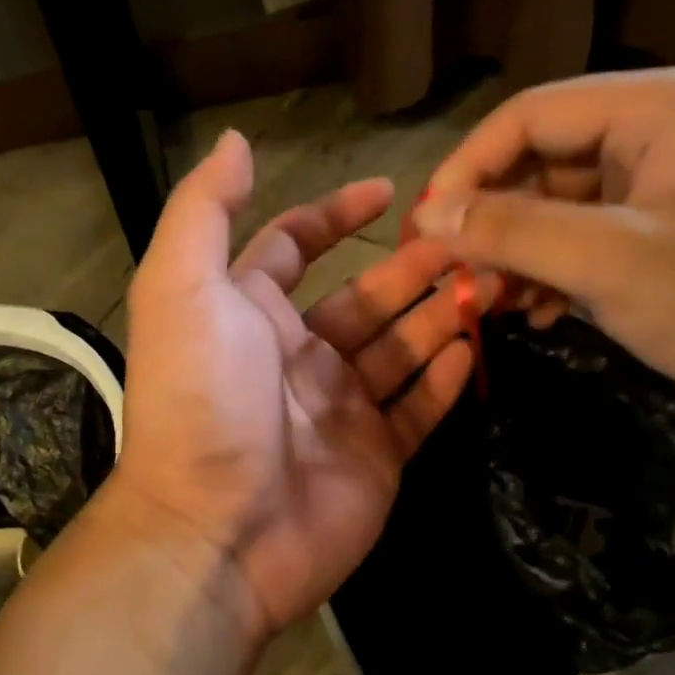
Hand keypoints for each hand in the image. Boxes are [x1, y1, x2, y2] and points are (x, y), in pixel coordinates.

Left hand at [111, 131, 476, 643]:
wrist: (215, 532)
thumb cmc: (200, 399)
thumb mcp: (182, 289)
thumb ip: (206, 212)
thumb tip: (236, 142)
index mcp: (250, 311)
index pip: (294, 246)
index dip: (336, 215)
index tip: (388, 191)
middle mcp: (296, 354)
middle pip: (365, 296)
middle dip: (412, 266)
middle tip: (471, 239)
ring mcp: (340, 407)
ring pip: (400, 347)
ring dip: (440, 312)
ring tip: (492, 281)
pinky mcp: (375, 455)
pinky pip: (418, 407)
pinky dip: (445, 378)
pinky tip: (474, 348)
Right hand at [415, 66, 674, 426]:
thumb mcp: (613, 262)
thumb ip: (514, 230)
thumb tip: (428, 213)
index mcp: (650, 108)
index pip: (526, 117)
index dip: (465, 168)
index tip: (426, 227)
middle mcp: (655, 131)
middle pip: (540, 159)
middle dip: (491, 218)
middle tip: (453, 274)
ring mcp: (665, 183)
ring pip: (560, 204)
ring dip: (519, 251)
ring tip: (489, 301)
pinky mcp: (671, 230)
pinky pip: (590, 236)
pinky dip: (555, 270)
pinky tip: (535, 312)